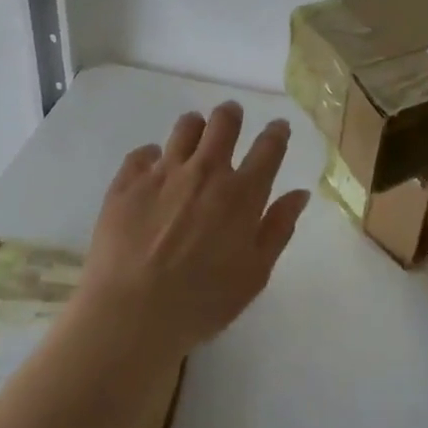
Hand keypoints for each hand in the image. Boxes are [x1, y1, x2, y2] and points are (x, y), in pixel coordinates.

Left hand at [78, 102, 310, 360]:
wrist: (133, 312)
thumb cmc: (203, 302)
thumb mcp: (254, 274)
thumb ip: (278, 229)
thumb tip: (299, 194)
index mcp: (242, 194)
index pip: (268, 148)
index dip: (276, 132)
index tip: (278, 126)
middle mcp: (205, 172)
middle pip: (223, 123)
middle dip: (231, 115)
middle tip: (231, 117)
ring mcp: (163, 172)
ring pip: (184, 128)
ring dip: (194, 126)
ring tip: (193, 133)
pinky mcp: (128, 181)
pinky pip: (143, 152)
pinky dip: (152, 155)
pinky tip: (152, 167)